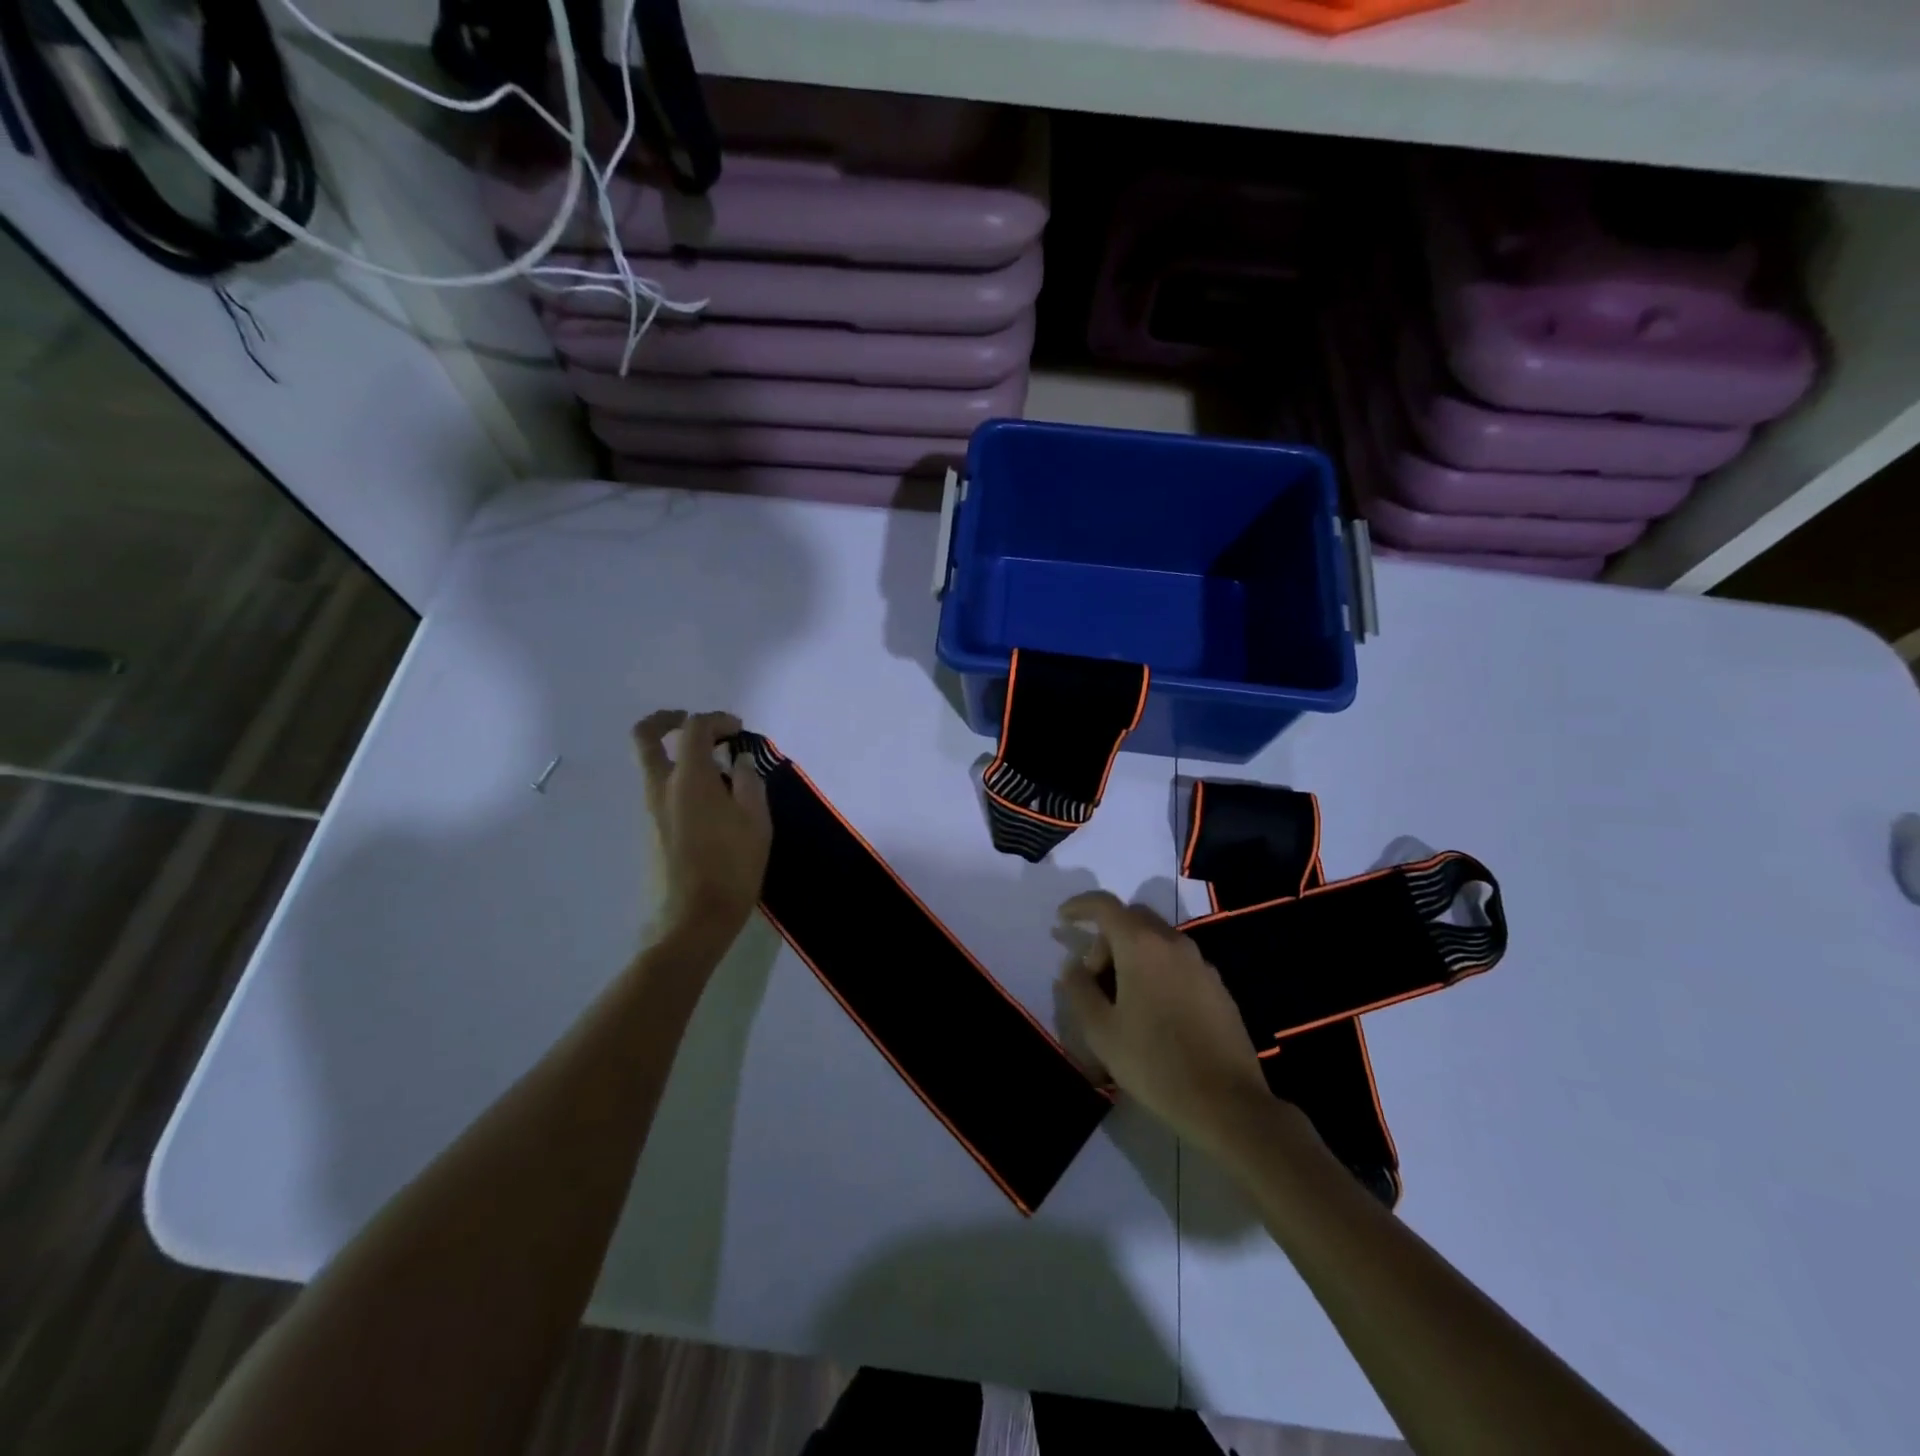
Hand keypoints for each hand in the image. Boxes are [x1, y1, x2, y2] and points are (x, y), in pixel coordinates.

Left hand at [633, 710, 771, 948]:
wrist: (693, 921)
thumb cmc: (732, 867)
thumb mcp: (757, 822)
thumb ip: (750, 783)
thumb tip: (739, 762)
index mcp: (689, 779)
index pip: (694, 728)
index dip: (717, 720)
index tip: (739, 730)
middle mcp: (660, 788)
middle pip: (645, 737)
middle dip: (666, 719)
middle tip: (691, 722)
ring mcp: (650, 812)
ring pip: (652, 766)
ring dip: (677, 755)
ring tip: (719, 772)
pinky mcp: (650, 833)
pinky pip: (661, 791)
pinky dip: (680, 781)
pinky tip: (713, 804)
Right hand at [1056, 891, 1274, 1158]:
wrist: (1227, 1103)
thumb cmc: (1154, 1063)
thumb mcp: (1101, 1031)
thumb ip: (1079, 990)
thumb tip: (1072, 966)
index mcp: (1141, 945)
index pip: (1105, 905)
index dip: (1080, 907)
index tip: (1062, 919)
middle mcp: (1173, 943)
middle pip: (1132, 919)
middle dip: (1107, 938)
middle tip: (1093, 978)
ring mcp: (1201, 964)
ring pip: (1157, 941)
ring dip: (1132, 956)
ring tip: (1121, 1000)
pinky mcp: (1218, 987)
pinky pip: (1177, 963)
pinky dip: (1156, 971)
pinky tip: (1152, 1013)